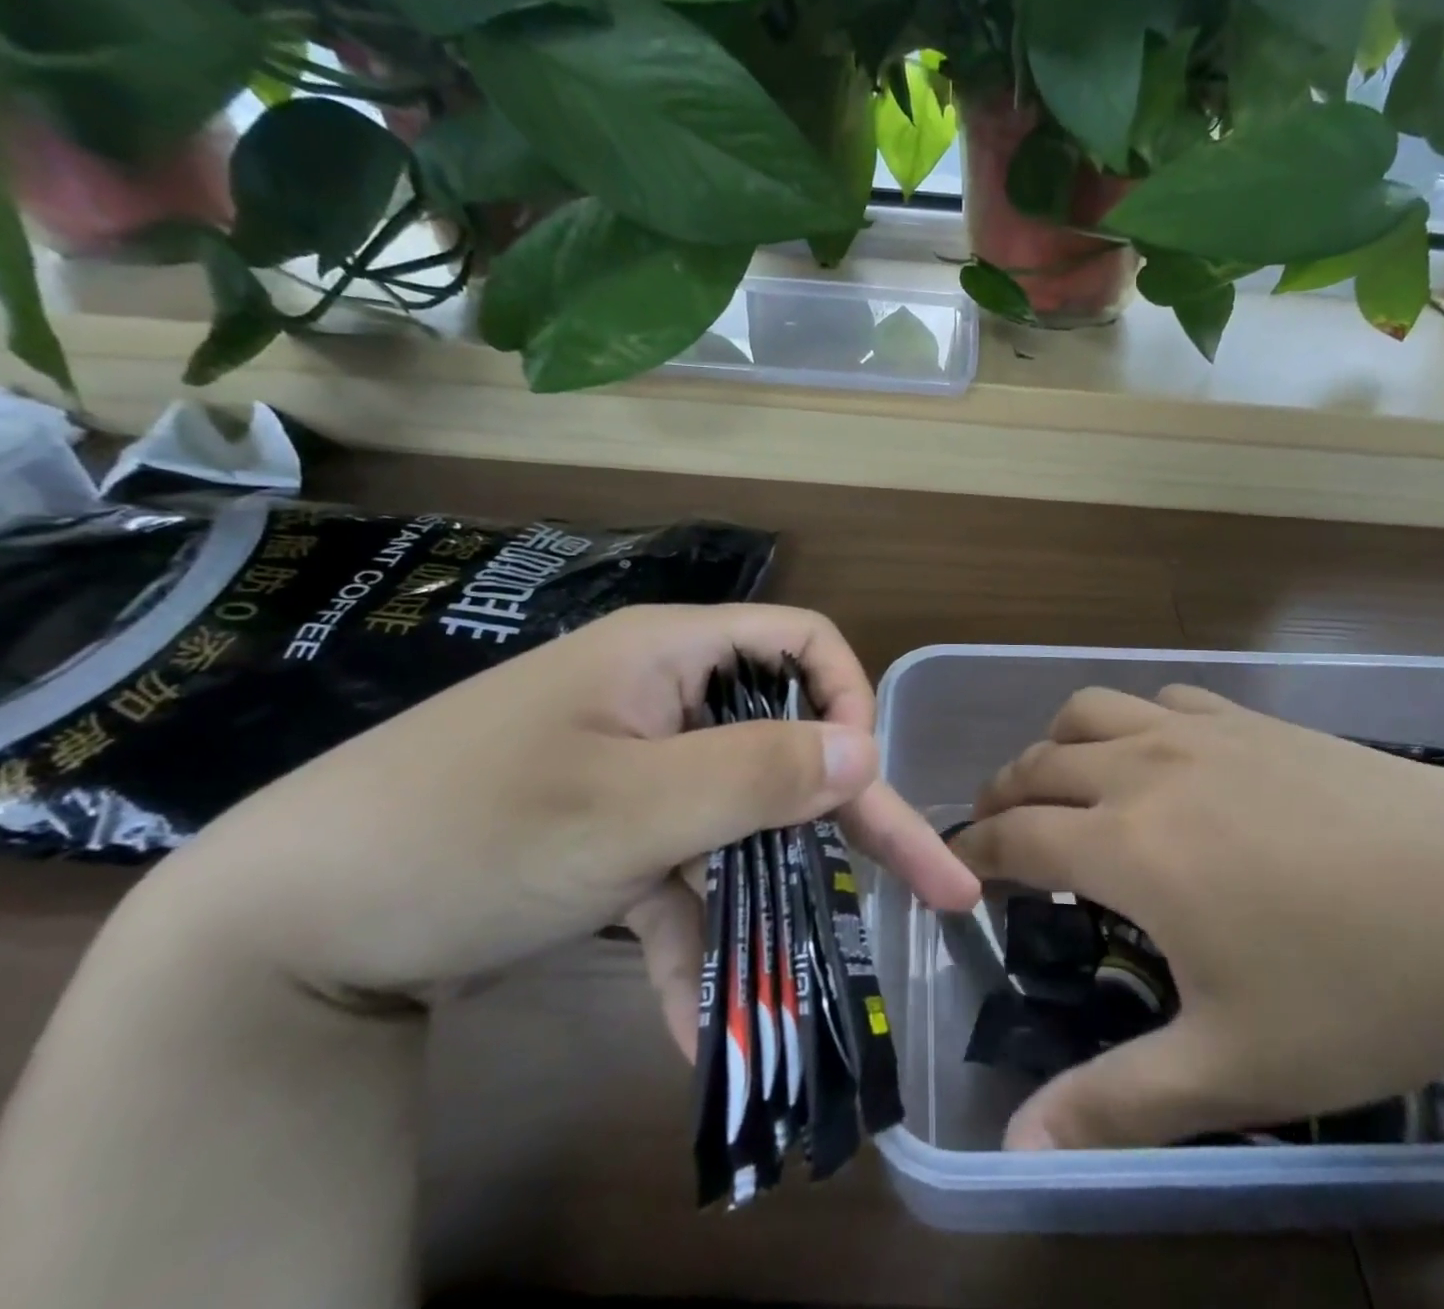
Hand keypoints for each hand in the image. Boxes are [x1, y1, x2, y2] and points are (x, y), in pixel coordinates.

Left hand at [135, 605, 979, 1042]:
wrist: (281, 931)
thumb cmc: (472, 834)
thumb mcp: (630, 808)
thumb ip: (759, 774)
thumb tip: (866, 749)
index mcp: (670, 656)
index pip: (801, 644)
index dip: (848, 700)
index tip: (859, 780)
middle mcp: (663, 702)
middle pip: (784, 745)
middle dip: (852, 821)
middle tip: (933, 887)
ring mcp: (637, 772)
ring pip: (739, 822)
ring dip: (769, 904)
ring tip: (808, 993)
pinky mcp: (610, 837)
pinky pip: (678, 877)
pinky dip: (695, 941)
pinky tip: (703, 1029)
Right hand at [953, 686, 1443, 1149]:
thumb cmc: (1361, 985)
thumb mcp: (1236, 1067)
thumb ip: (1116, 1105)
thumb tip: (1016, 1152)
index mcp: (1127, 844)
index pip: (1014, 836)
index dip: (973, 854)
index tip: (959, 874)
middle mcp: (1143, 769)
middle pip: (1037, 764)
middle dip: (1001, 797)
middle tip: (998, 837)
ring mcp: (1197, 730)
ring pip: (1087, 712)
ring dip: (1055, 746)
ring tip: (1061, 787)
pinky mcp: (1247, 716)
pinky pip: (1158, 698)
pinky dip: (1129, 721)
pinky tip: (1155, 755)